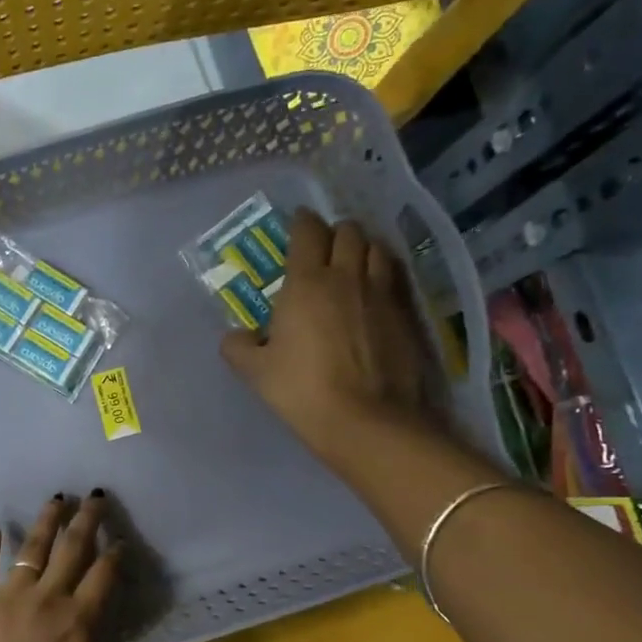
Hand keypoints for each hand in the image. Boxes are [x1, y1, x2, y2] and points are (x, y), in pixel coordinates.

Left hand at [0, 493, 181, 641]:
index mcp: (77, 623)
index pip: (103, 577)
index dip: (114, 555)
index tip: (120, 538)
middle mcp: (46, 599)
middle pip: (71, 550)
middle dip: (86, 520)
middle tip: (94, 494)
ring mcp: (7, 597)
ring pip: (31, 548)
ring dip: (46, 521)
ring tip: (56, 498)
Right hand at [221, 209, 440, 466]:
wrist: (365, 419)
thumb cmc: (301, 390)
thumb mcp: (255, 372)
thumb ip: (239, 347)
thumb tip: (236, 337)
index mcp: (306, 283)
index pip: (307, 233)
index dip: (302, 222)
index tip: (297, 223)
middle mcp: (347, 276)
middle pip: (348, 232)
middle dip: (335, 232)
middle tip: (324, 247)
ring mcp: (382, 293)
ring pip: (378, 248)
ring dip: (364, 248)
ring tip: (354, 262)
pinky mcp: (406, 314)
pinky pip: (395, 277)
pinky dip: (384, 273)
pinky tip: (376, 290)